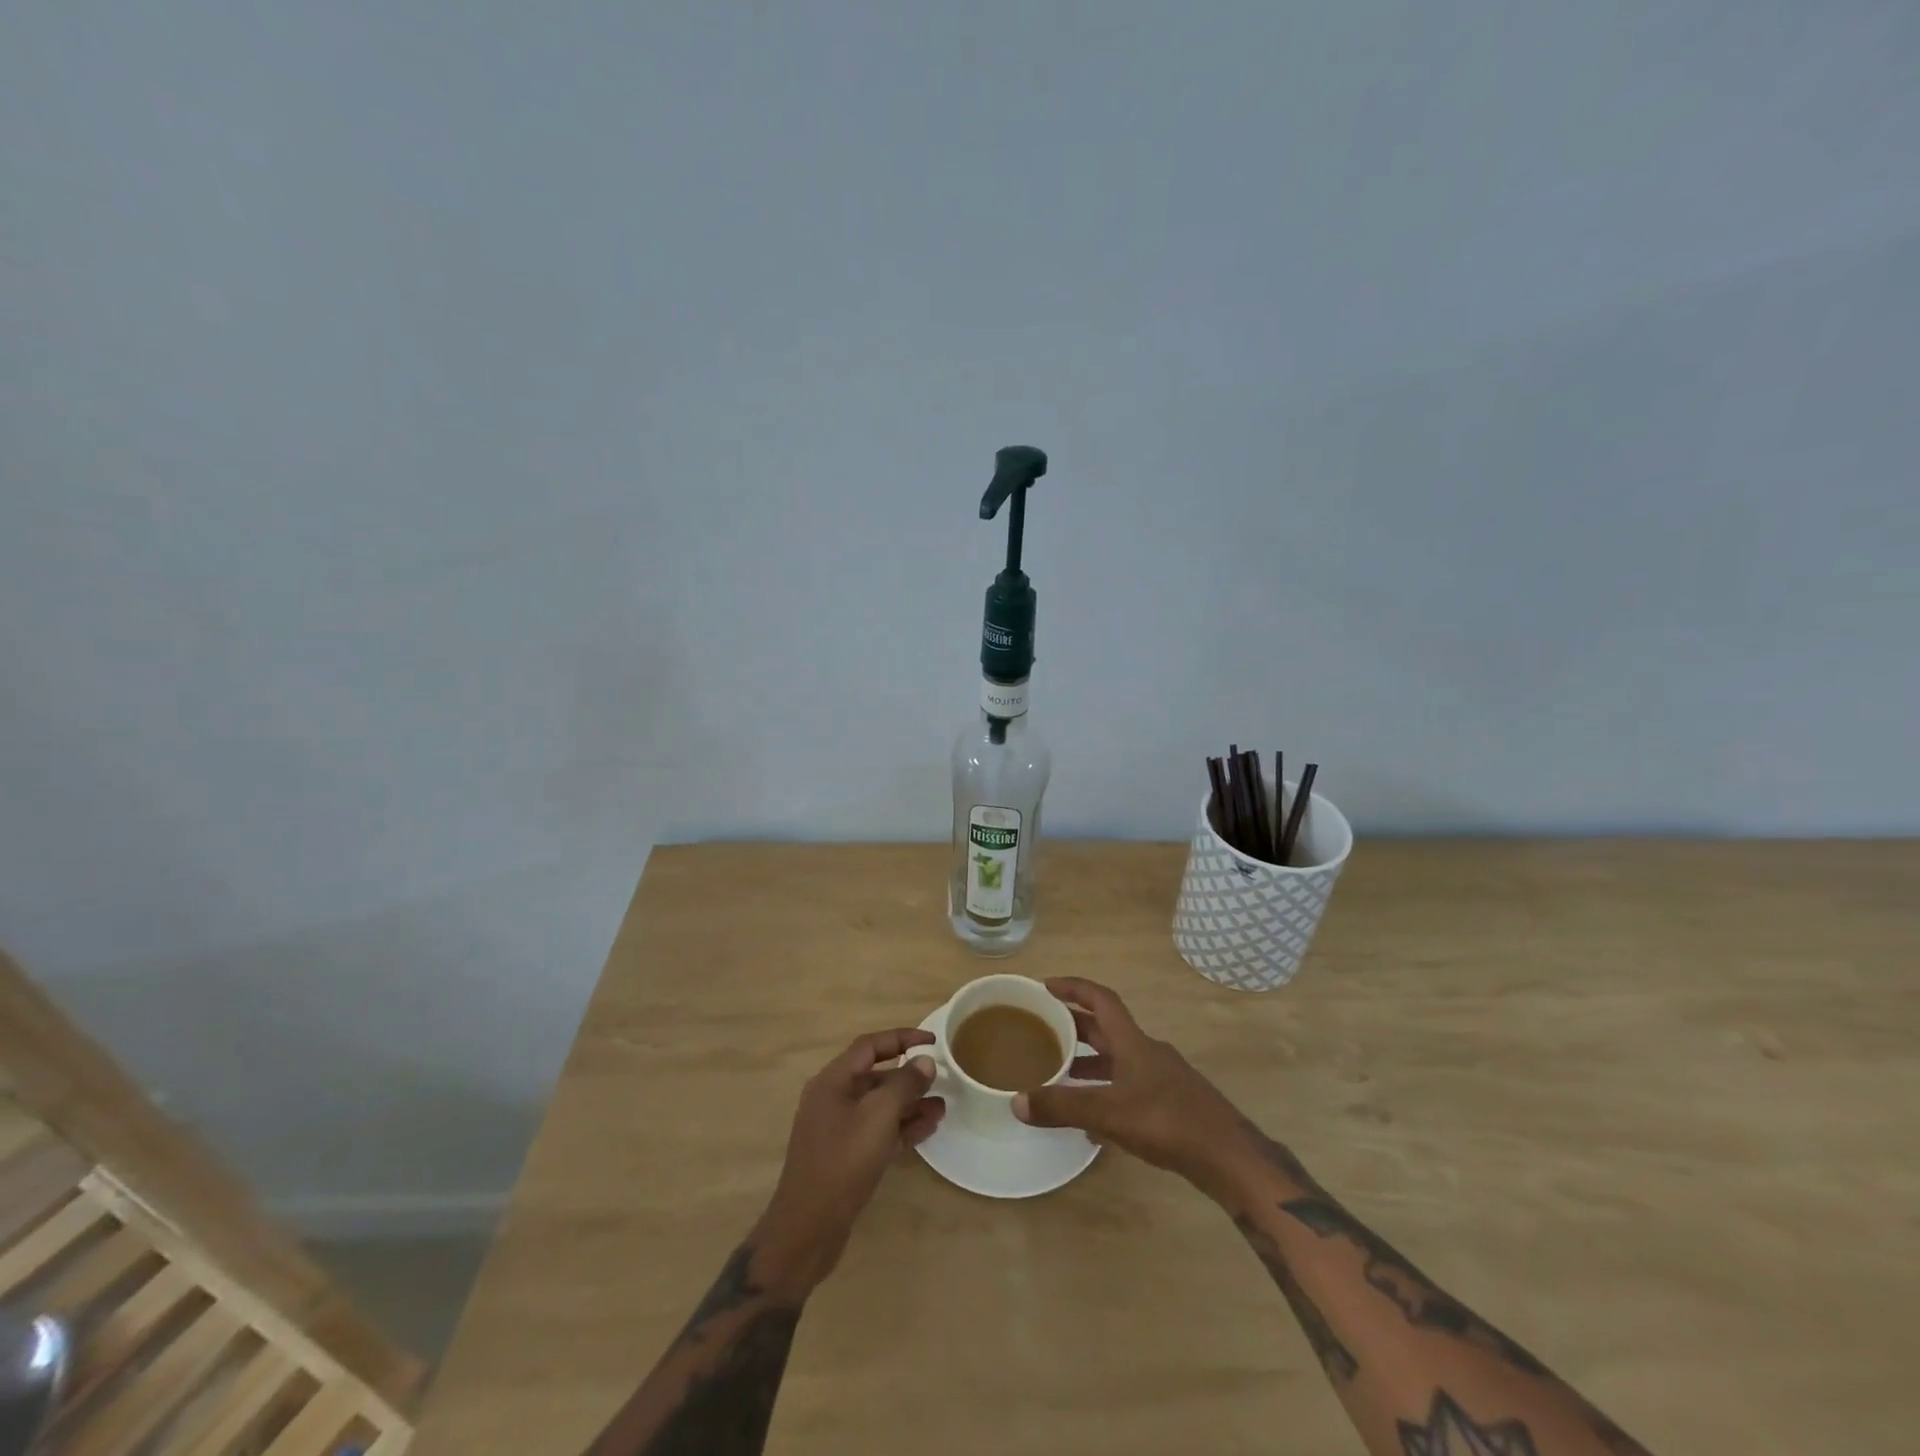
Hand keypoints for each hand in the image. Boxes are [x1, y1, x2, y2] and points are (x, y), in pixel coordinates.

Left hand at [754, 1028, 943, 1293]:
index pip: (870, 1046)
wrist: (807, 1230)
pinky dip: (902, 1127)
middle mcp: (833, 1099)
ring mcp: (839, 1130)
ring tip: (942, 1107)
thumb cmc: (842, 1162)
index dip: (902, 1037)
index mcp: (833, 1081)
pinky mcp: (846, 1157)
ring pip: (880, 1106)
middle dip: (909, 1076)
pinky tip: (929, 1128)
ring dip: (910, 1104)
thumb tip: (925, 1062)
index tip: (933, 1040)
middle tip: (941, 1078)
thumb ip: (904, 1084)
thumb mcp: (878, 1116)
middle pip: (876, 1076)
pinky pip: (879, 1131)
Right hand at [1013, 977, 1259, 1195]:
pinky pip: (1129, 1088)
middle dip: (1074, 1027)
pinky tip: (1092, 1123)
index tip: (1046, 986)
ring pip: (1117, 1060)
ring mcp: (1162, 1078)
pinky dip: (1106, 1094)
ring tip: (1059, 1076)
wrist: (1229, 1158)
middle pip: (1106, 1029)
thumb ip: (1063, 1106)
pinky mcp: (1171, 1105)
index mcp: (1133, 1041)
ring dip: (1089, 1063)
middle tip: (1043, 1031)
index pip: (1100, 999)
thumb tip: (1017, 1101)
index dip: (1074, 987)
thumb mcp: (1109, 1113)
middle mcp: (1147, 1052)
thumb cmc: (1168, 1121)